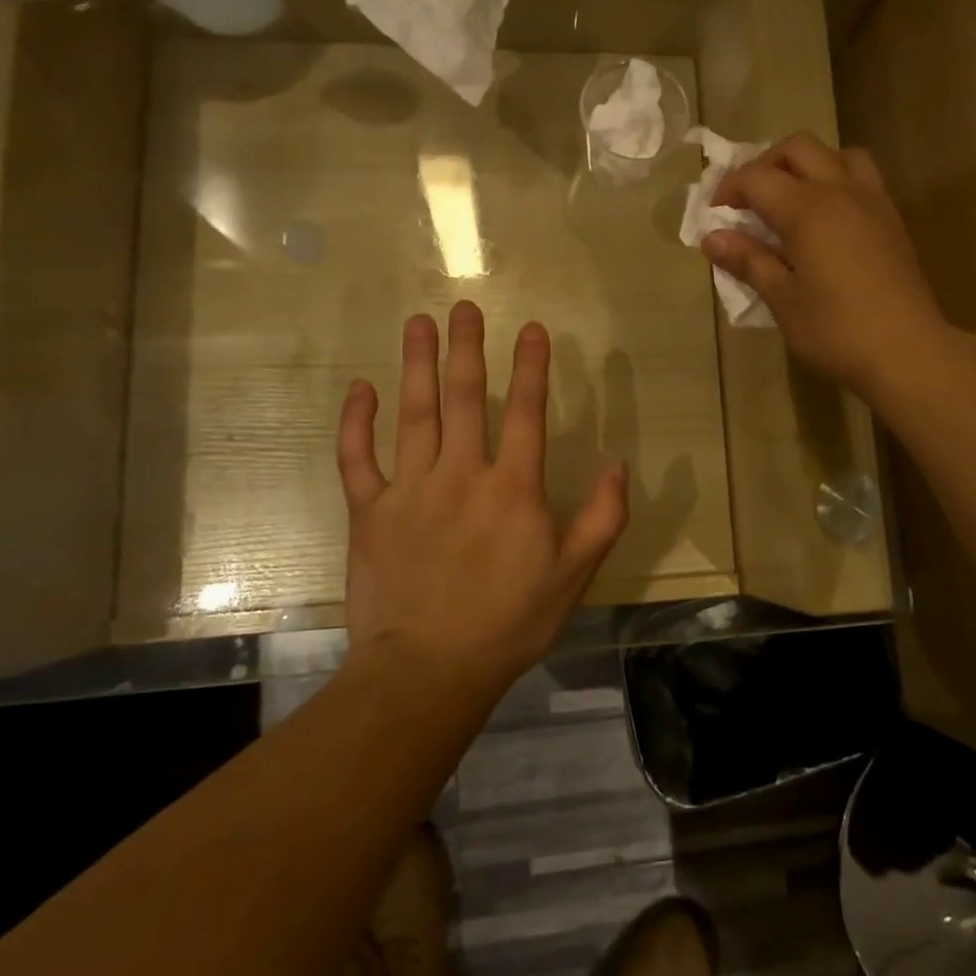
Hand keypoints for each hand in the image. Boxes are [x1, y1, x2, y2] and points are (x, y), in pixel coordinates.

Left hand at [337, 302, 629, 696]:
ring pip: (413, 414)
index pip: (526, 412)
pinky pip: (357, 458)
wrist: (428, 670)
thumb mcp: (574, 575)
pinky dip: (355, 422)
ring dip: (417, 365)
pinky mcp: (369, 511)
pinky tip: (359, 388)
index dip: (531, 366)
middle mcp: (461, 475)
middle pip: (465, 398)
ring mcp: (410, 490)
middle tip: (464, 306)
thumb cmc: (509, 622)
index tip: (530, 328)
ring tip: (418, 323)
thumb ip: (603, 517)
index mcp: (513, 488)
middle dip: (467, 348)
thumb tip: (619, 463)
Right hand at [702, 133, 947, 400]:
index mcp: (807, 209)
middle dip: (765, 165)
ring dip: (807, 165)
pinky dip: (835, 181)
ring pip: (837, 154)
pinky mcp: (891, 219)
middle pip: (798, 148)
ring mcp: (872, 201)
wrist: (908, 351)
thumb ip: (749, 261)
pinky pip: (861, 177)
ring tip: (790, 201)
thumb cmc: (836, 330)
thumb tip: (713, 238)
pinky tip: (825, 221)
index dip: (728, 190)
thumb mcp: (783, 300)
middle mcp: (840, 191)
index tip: (714, 218)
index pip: (757, 177)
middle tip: (749, 201)